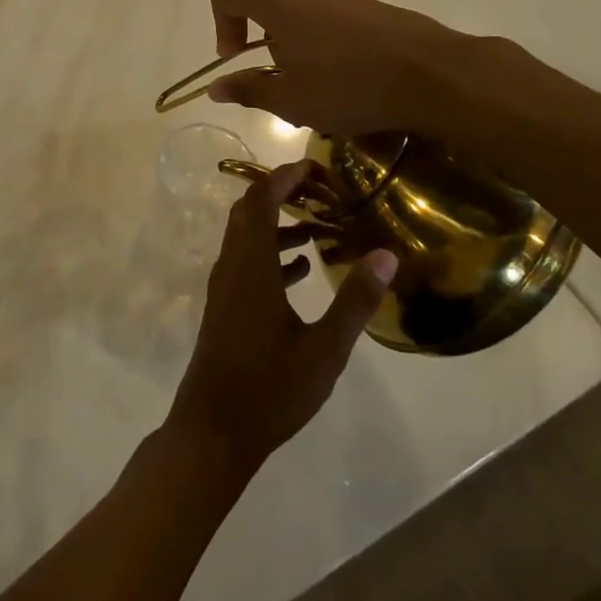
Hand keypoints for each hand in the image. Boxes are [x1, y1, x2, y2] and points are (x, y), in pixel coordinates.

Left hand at [166, 162, 397, 471]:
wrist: (213, 432)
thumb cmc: (270, 389)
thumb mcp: (324, 349)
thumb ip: (355, 300)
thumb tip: (387, 254)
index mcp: (251, 265)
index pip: (261, 199)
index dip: (285, 176)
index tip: (317, 168)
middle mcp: (232, 266)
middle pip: (250, 211)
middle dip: (283, 194)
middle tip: (322, 194)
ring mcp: (225, 287)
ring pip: (248, 237)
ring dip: (279, 225)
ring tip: (321, 230)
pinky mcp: (225, 306)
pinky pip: (247, 262)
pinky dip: (272, 253)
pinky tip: (303, 271)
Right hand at [207, 0, 461, 135]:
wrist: (430, 73)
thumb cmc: (348, 86)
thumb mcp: (290, 100)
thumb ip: (248, 90)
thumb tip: (216, 88)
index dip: (221, 27)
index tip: (238, 60)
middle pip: (261, 0)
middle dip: (259, 38)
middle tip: (279, 79)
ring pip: (295, 8)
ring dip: (290, 40)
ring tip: (313, 81)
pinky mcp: (365, 2)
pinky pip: (325, 13)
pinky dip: (319, 38)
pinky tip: (343, 74)